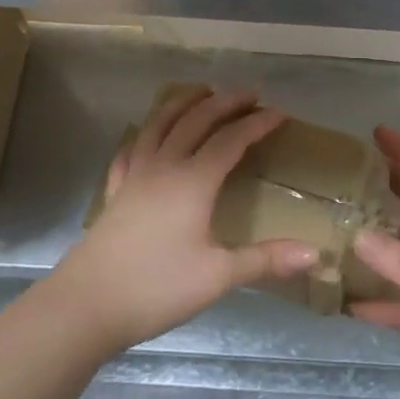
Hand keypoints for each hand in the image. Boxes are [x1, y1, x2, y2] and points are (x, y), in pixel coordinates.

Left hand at [47, 86, 319, 354]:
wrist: (84, 306)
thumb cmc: (155, 288)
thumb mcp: (217, 276)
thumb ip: (265, 260)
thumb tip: (315, 254)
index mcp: (194, 180)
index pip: (231, 140)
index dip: (257, 124)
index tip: (279, 113)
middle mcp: (165, 166)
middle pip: (197, 120)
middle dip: (225, 102)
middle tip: (249, 94)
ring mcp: (136, 175)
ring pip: (161, 124)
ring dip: (184, 103)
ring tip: (202, 92)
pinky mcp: (116, 191)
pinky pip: (132, 149)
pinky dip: (147, 133)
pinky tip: (148, 135)